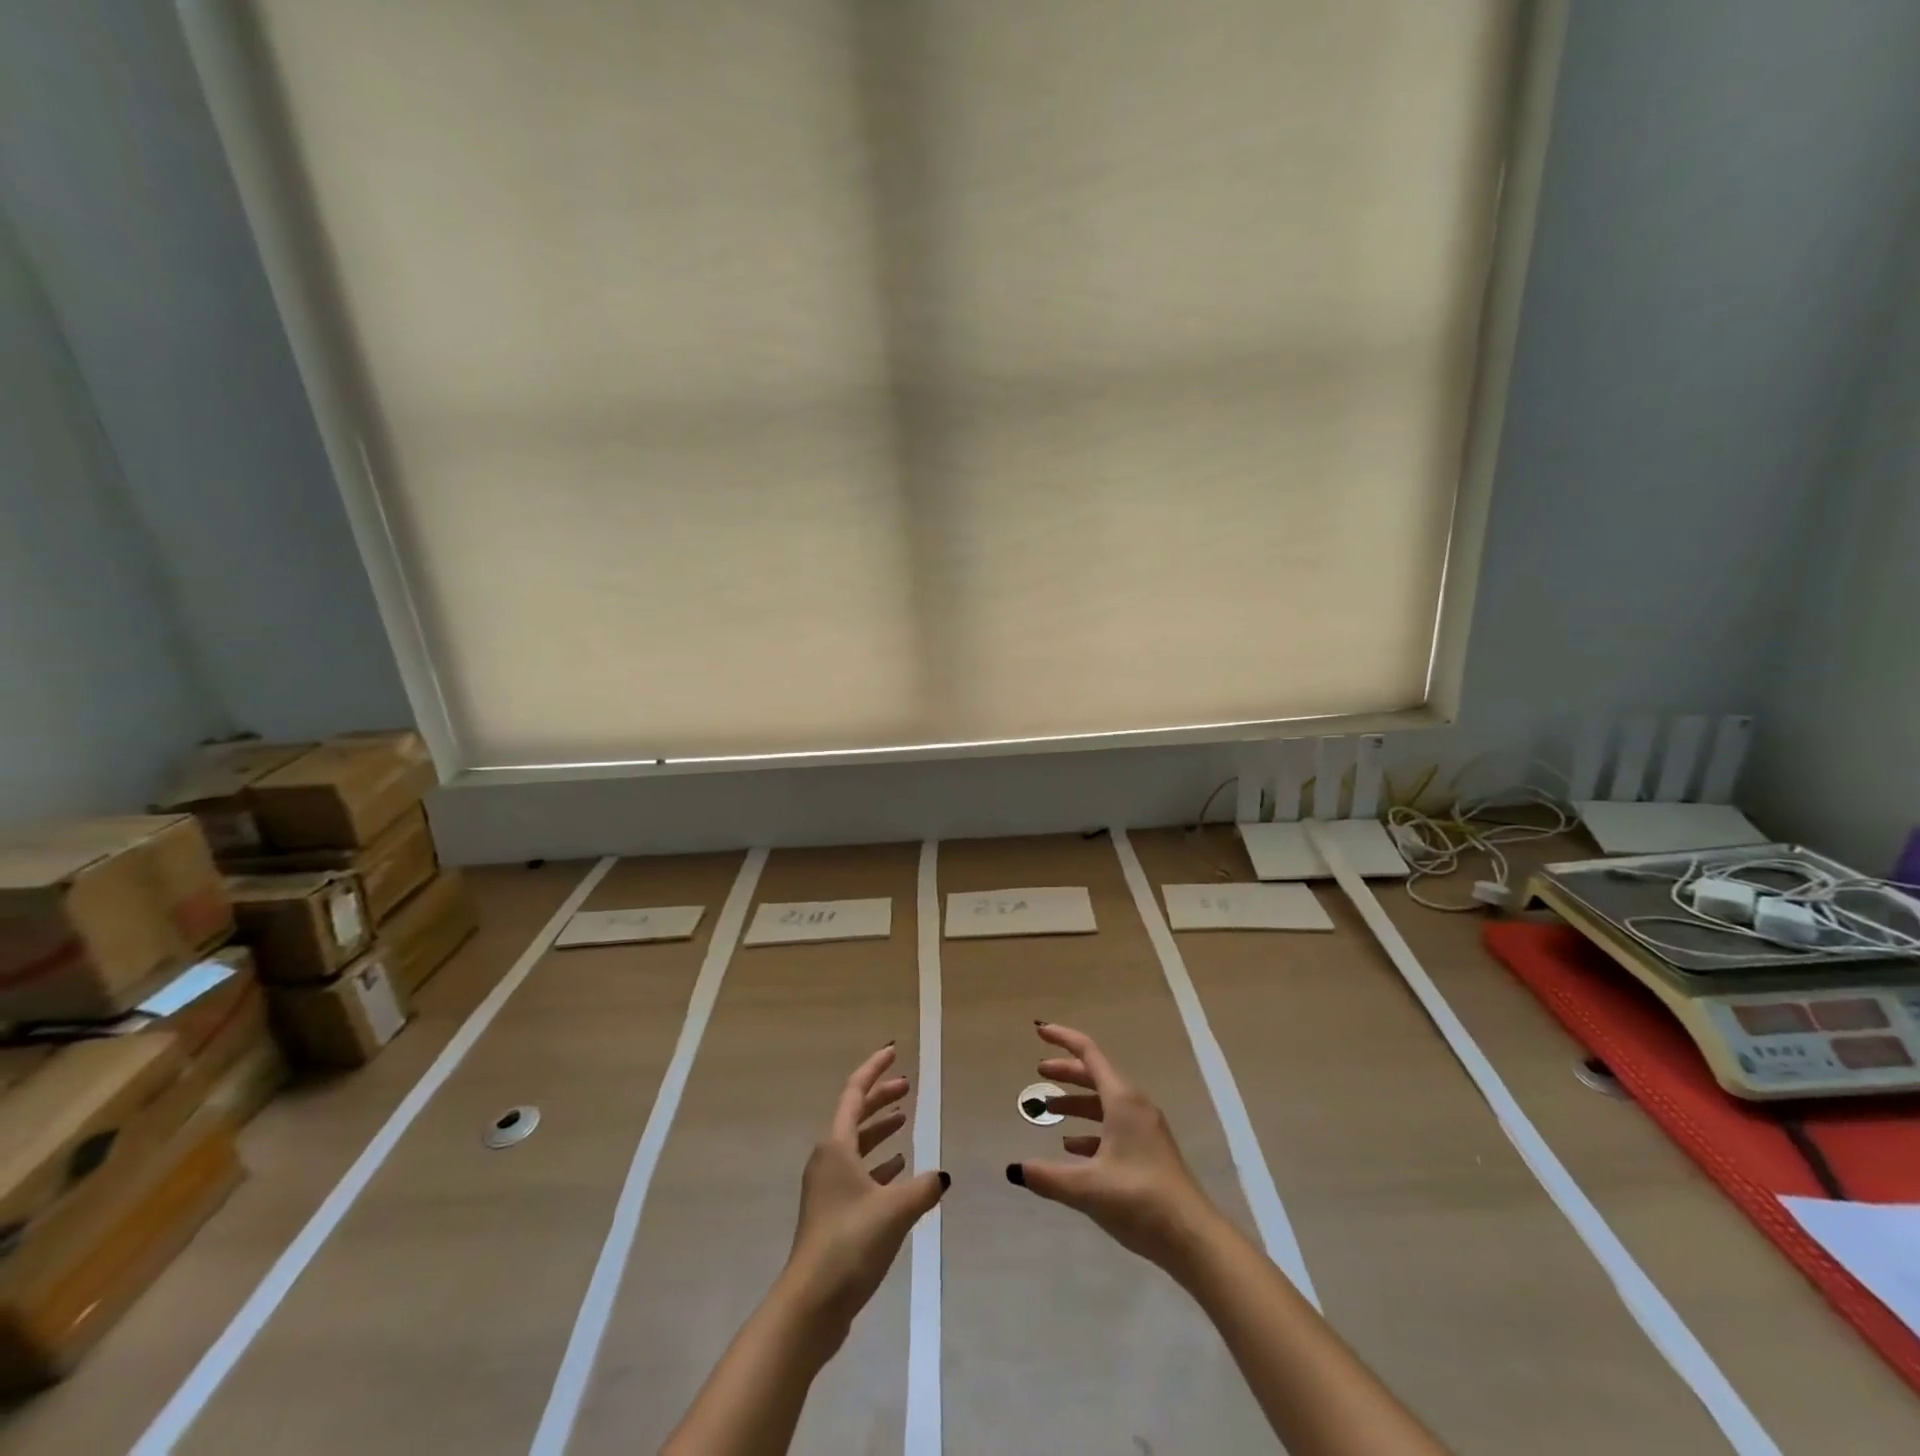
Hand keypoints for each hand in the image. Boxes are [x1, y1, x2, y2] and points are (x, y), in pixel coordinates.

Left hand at [783, 1044, 947, 1346]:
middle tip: (907, 1085)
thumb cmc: (850, 1242)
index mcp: (836, 1146)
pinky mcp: (834, 1213)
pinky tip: (901, 1170)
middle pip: (855, 1115)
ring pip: (857, 1145)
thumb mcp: (895, 1210)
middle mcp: (828, 1159)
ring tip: (906, 1121)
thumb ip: (923, 1188)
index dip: (874, 1069)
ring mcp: (828, 1187)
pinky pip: (859, 1173)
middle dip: (880, 1097)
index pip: (854, 1092)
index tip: (893, 1051)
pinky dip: (879, 1165)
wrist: (811, 1304)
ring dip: (880, 1130)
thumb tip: (941, 1177)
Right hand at [1006, 1022, 1219, 1272]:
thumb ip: (1048, 1177)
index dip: (1063, 1039)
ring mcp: (1144, 1129)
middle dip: (1066, 1072)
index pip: (1088, 1054)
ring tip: (1049, 1111)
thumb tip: (1014, 1169)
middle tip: (1038, 1072)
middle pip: (1095, 1076)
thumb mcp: (1088, 1188)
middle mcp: (1134, 1106)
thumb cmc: (1140, 1200)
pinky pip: (1114, 1126)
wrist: (1192, 1238)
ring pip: (1104, 1102)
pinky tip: (1073, 1147)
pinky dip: (1090, 1129)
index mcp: (1122, 1100)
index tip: (1040, 1032)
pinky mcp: (1148, 1152)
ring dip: (1076, 1103)